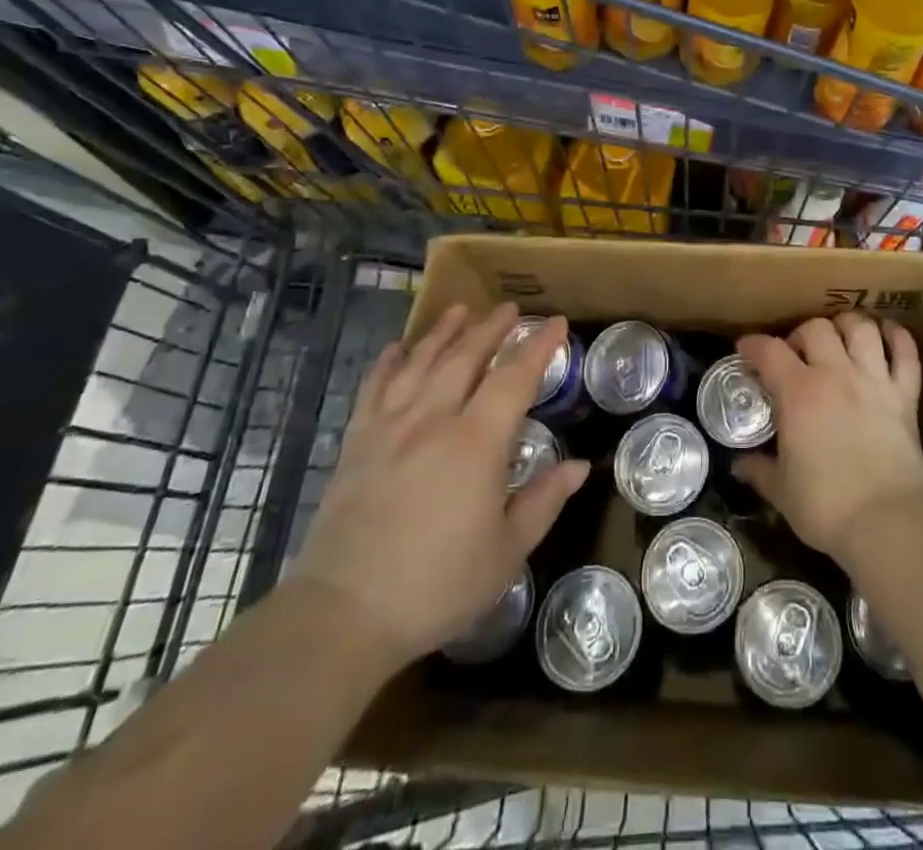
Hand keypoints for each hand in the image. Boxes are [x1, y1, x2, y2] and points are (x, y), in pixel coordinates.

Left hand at [291, 302, 589, 668]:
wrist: (343, 615)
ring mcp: (389, 428)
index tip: (557, 323)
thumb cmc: (436, 585)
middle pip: (465, 357)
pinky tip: (397, 348)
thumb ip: (544, 501)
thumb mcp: (506, 551)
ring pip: (420, 363)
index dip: (539, 347)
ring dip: (443, 333)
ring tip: (460, 310)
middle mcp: (433, 420)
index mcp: (476, 443)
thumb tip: (579, 466)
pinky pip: (373, 388)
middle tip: (510, 308)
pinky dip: (388, 363)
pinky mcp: (356, 444)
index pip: (514, 378)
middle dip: (491, 328)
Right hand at [733, 313, 922, 563]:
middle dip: (801, 334)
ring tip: (840, 337)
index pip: (769, 351)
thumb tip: (739, 465)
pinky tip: (887, 335)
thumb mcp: (781, 491)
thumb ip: (759, 470)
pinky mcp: (905, 395)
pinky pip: (906, 352)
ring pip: (861, 328)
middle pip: (816, 328)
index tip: (745, 350)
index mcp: (798, 393)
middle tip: (796, 354)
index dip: (752, 345)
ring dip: (847, 326)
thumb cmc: (825, 507)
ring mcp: (874, 380)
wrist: (885, 523)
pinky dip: (898, 337)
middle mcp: (835, 375)